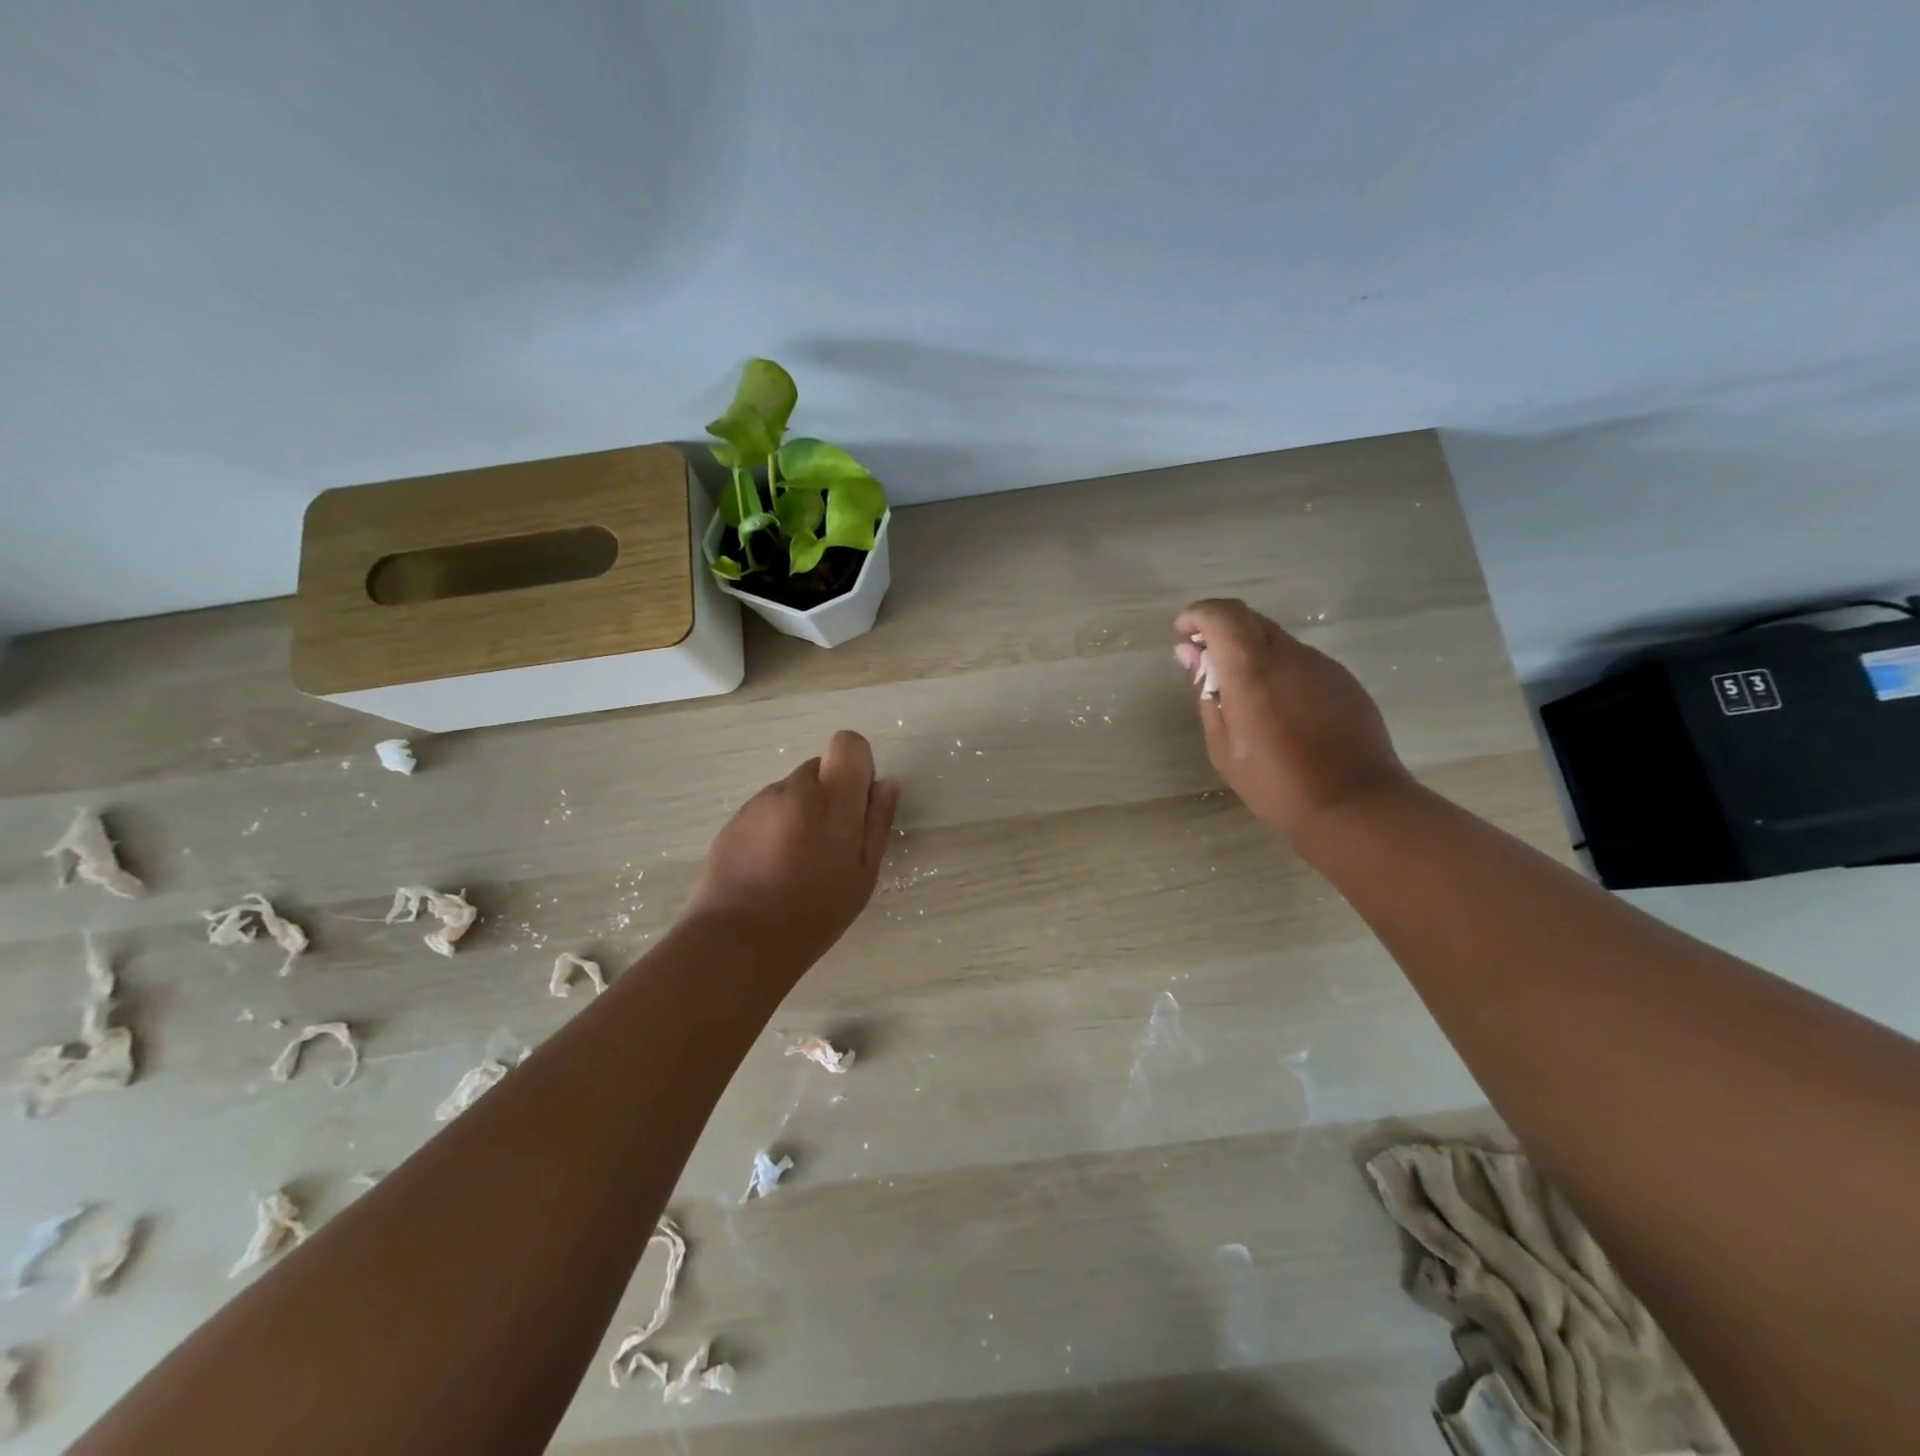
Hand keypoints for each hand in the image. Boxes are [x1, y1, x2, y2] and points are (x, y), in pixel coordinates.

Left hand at [688, 730, 901, 970]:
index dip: (857, 766)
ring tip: (795, 861)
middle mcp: (794, 789)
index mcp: (832, 800)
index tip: (857, 804)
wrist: (739, 939)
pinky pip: (767, 809)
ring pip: (792, 790)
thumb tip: (888, 783)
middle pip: (820, 768)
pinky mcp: (734, 819)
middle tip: (828, 843)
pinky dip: (775, 827)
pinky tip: (770, 867)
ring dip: (801, 811)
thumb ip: (877, 822)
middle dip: (830, 794)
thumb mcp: (863, 874)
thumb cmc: (814, 912)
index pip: (848, 744)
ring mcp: (759, 802)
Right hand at [1176, 599, 1411, 838]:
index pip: (1222, 615)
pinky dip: (1277, 666)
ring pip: (1277, 639)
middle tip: (1204, 659)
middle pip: (1250, 619)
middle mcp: (1288, 655)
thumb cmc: (1275, 781)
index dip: (1199, 614)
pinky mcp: (1342, 680)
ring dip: (1250, 649)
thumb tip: (1190, 653)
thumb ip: (1206, 691)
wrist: (1354, 803)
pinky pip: (1300, 660)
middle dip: (1221, 628)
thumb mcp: (1223, 744)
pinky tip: (1276, 705)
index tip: (1184, 632)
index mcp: (1252, 670)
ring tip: (1240, 689)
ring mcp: (1321, 665)